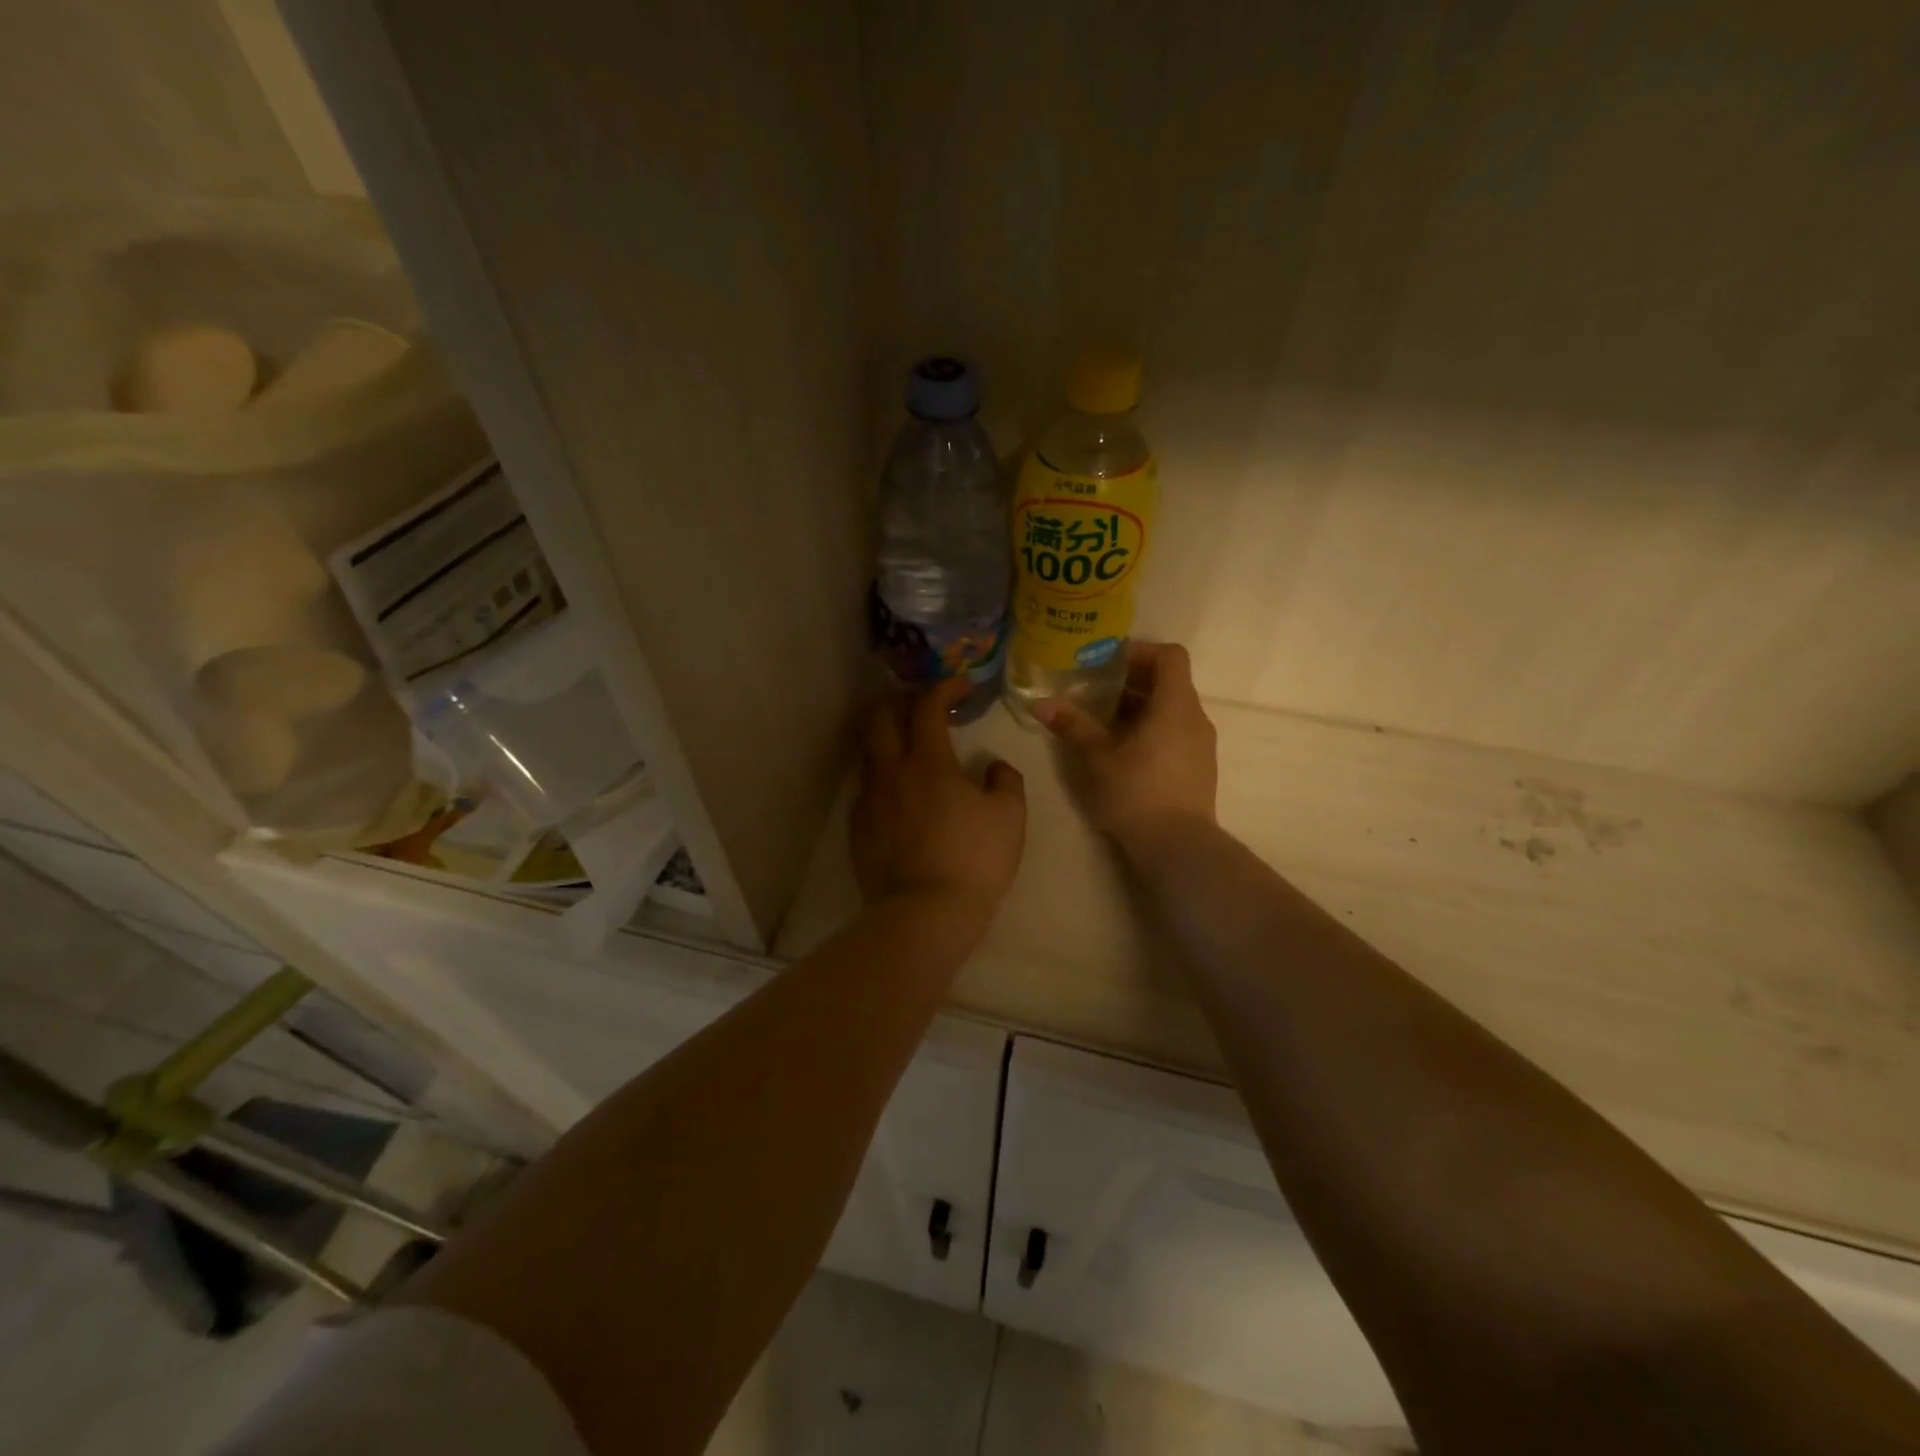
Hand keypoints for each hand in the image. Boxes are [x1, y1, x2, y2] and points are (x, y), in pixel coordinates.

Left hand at [852, 678, 1026, 923]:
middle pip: (880, 717)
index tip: (961, 686)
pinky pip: (867, 787)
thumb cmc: (974, 860)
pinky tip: (900, 793)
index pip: (928, 706)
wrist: (925, 913)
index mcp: (928, 762)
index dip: (944, 688)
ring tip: (909, 746)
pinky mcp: (858, 827)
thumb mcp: (1010, 816)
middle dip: (900, 701)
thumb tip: (992, 766)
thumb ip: (1004, 780)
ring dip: (887, 737)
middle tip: (923, 706)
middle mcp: (891, 772)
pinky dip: (883, 775)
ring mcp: (869, 800)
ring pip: (868, 751)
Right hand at [1035, 641, 1217, 845]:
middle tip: (1096, 689)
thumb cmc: (1136, 791)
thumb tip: (1040, 703)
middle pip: (1169, 682)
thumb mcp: (1096, 756)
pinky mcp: (1199, 768)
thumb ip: (1072, 725)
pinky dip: (1152, 728)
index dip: (1140, 651)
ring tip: (1105, 720)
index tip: (1108, 662)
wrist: (1177, 846)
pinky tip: (1124, 750)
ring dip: (1141, 707)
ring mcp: (1202, 745)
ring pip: (1172, 709)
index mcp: (1175, 704)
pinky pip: (1176, 732)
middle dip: (1132, 681)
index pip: (1169, 655)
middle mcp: (1195, 718)